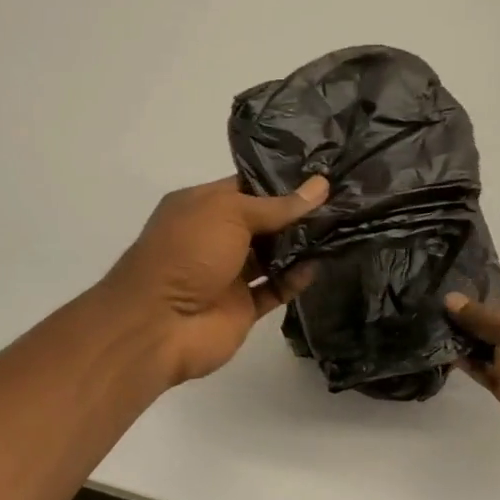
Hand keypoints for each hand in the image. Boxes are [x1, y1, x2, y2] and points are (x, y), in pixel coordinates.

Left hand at [105, 174, 328, 385]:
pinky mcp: (242, 307)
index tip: (321, 173)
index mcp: (202, 206)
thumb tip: (320, 186)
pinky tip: (319, 265)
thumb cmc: (187, 253)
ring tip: (341, 227)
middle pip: (263, 221)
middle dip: (297, 213)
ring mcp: (228, 274)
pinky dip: (295, 279)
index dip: (281, 181)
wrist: (158, 325)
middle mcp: (215, 237)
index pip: (247, 186)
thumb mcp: (230, 213)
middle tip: (341, 200)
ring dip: (301, 245)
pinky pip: (275, 289)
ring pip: (272, 255)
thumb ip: (277, 205)